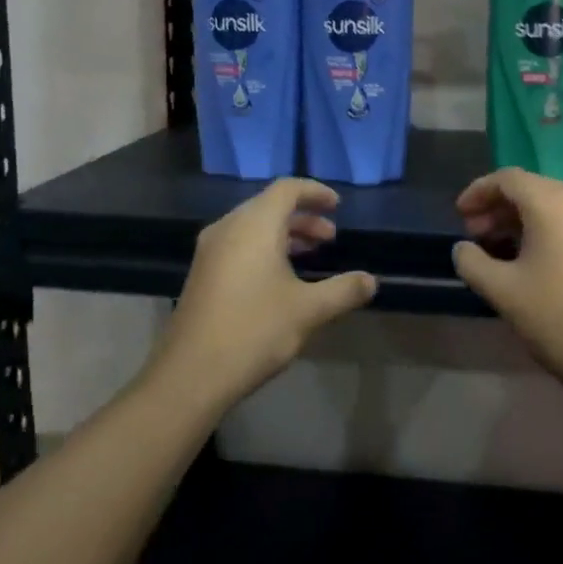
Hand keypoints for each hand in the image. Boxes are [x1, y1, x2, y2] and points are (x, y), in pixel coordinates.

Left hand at [154, 178, 377, 410]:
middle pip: (269, 206)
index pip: (287, 189)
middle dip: (303, 217)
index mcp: (254, 225)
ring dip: (284, 235)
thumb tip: (371, 281)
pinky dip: (265, 248)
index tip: (338, 206)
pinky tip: (280, 279)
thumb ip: (343, 290)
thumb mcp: (308, 311)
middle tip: (330, 238)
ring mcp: (210, 251)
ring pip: (252, 227)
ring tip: (311, 255)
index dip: (315, 192)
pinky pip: (239, 245)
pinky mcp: (202, 274)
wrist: (191, 374)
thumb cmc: (254, 331)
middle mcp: (228, 228)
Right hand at [451, 169, 562, 395]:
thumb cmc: (556, 318)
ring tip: (493, 246)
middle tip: (472, 233)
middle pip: (530, 187)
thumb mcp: (501, 290)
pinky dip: (541, 227)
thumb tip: (463, 248)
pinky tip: (524, 255)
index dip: (479, 191)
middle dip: (497, 206)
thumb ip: (472, 261)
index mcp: (553, 204)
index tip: (458, 215)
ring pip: (549, 203)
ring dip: (517, 218)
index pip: (508, 179)